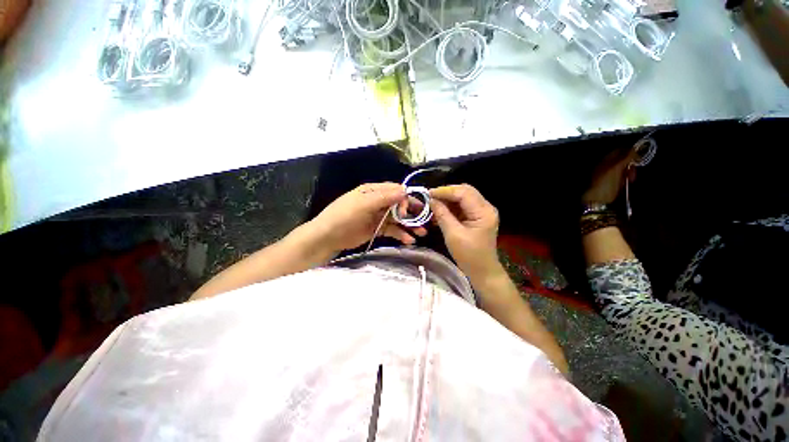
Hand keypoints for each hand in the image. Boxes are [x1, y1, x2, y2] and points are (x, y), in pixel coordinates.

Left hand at [308, 183, 426, 253]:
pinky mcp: (377, 229)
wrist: (327, 237)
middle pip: (399, 204)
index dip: (405, 198)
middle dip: (412, 212)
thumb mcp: (362, 205)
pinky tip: (409, 241)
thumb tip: (405, 190)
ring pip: (398, 218)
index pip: (395, 190)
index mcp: (373, 191)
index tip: (411, 210)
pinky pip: (392, 230)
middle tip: (425, 220)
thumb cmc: (343, 217)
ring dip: (410, 225)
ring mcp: (378, 216)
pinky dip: (401, 234)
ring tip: (422, 233)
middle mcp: (378, 202)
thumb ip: (384, 198)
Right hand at [430, 184, 502, 280]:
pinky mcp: (477, 217)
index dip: (444, 191)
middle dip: (446, 193)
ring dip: (447, 200)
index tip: (428, 194)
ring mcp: (482, 211)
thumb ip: (442, 215)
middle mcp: (485, 207)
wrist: (482, 271)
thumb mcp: (453, 235)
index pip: (463, 192)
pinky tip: (439, 211)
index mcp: (483, 211)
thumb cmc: (469, 255)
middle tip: (430, 198)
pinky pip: (462, 206)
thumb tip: (431, 200)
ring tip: (432, 204)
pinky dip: (450, 207)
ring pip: (463, 197)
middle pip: (464, 191)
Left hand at [582, 148, 637, 203]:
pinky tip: (627, 183)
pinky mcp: (611, 184)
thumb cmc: (605, 183)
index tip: (640, 155)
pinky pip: (622, 178)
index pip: (618, 150)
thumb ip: (625, 158)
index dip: (629, 151)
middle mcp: (605, 166)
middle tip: (633, 172)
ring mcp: (608, 175)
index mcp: (604, 161)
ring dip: (629, 173)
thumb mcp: (615, 169)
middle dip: (631, 164)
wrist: (597, 201)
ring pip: (623, 169)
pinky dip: (626, 179)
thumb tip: (635, 148)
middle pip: (622, 160)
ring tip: (631, 180)